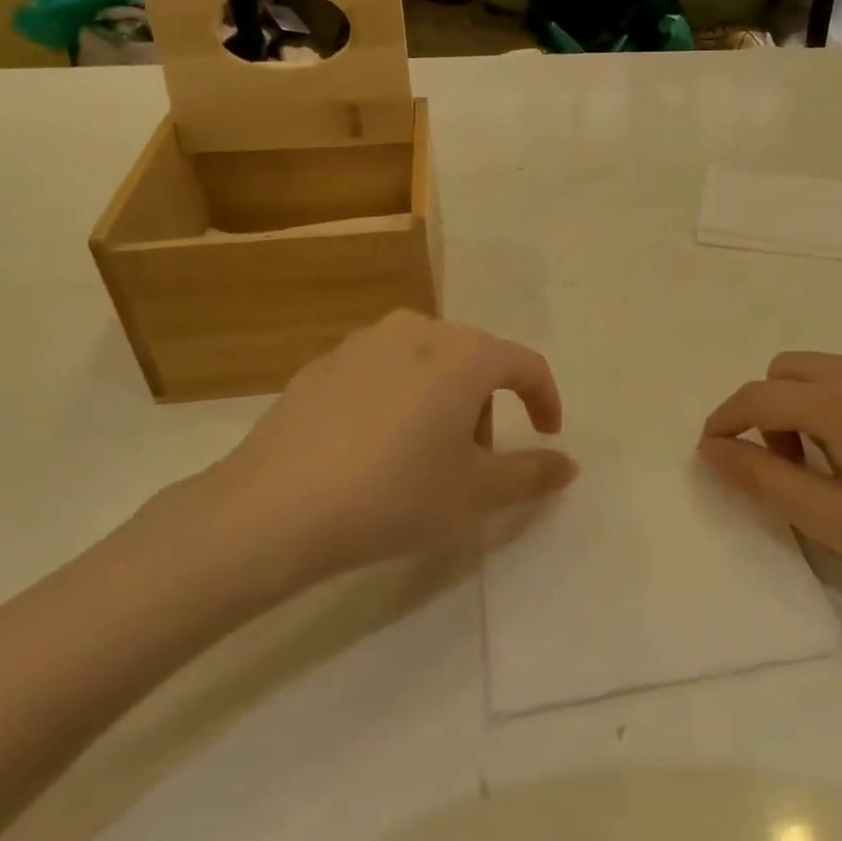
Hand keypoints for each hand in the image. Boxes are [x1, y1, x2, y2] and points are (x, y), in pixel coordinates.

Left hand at [135, 312, 577, 612]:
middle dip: (487, 407)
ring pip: (428, 363)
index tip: (546, 436)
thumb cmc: (394, 495)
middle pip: (475, 361)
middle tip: (472, 462)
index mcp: (464, 353)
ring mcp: (364, 341)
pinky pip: (383, 372)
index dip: (545, 400)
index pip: (526, 364)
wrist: (272, 510)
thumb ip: (533, 474)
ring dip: (442, 402)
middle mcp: (418, 330)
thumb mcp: (477, 494)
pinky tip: (372, 449)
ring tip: (421, 457)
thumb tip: (569, 464)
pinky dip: (397, 400)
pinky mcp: (323, 362)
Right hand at [699, 353, 841, 639]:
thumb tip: (711, 450)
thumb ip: (765, 480)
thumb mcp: (836, 524)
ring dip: (807, 405)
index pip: (759, 396)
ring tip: (835, 467)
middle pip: (788, 370)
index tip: (712, 453)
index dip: (725, 421)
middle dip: (768, 410)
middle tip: (788, 468)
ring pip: (826, 369)